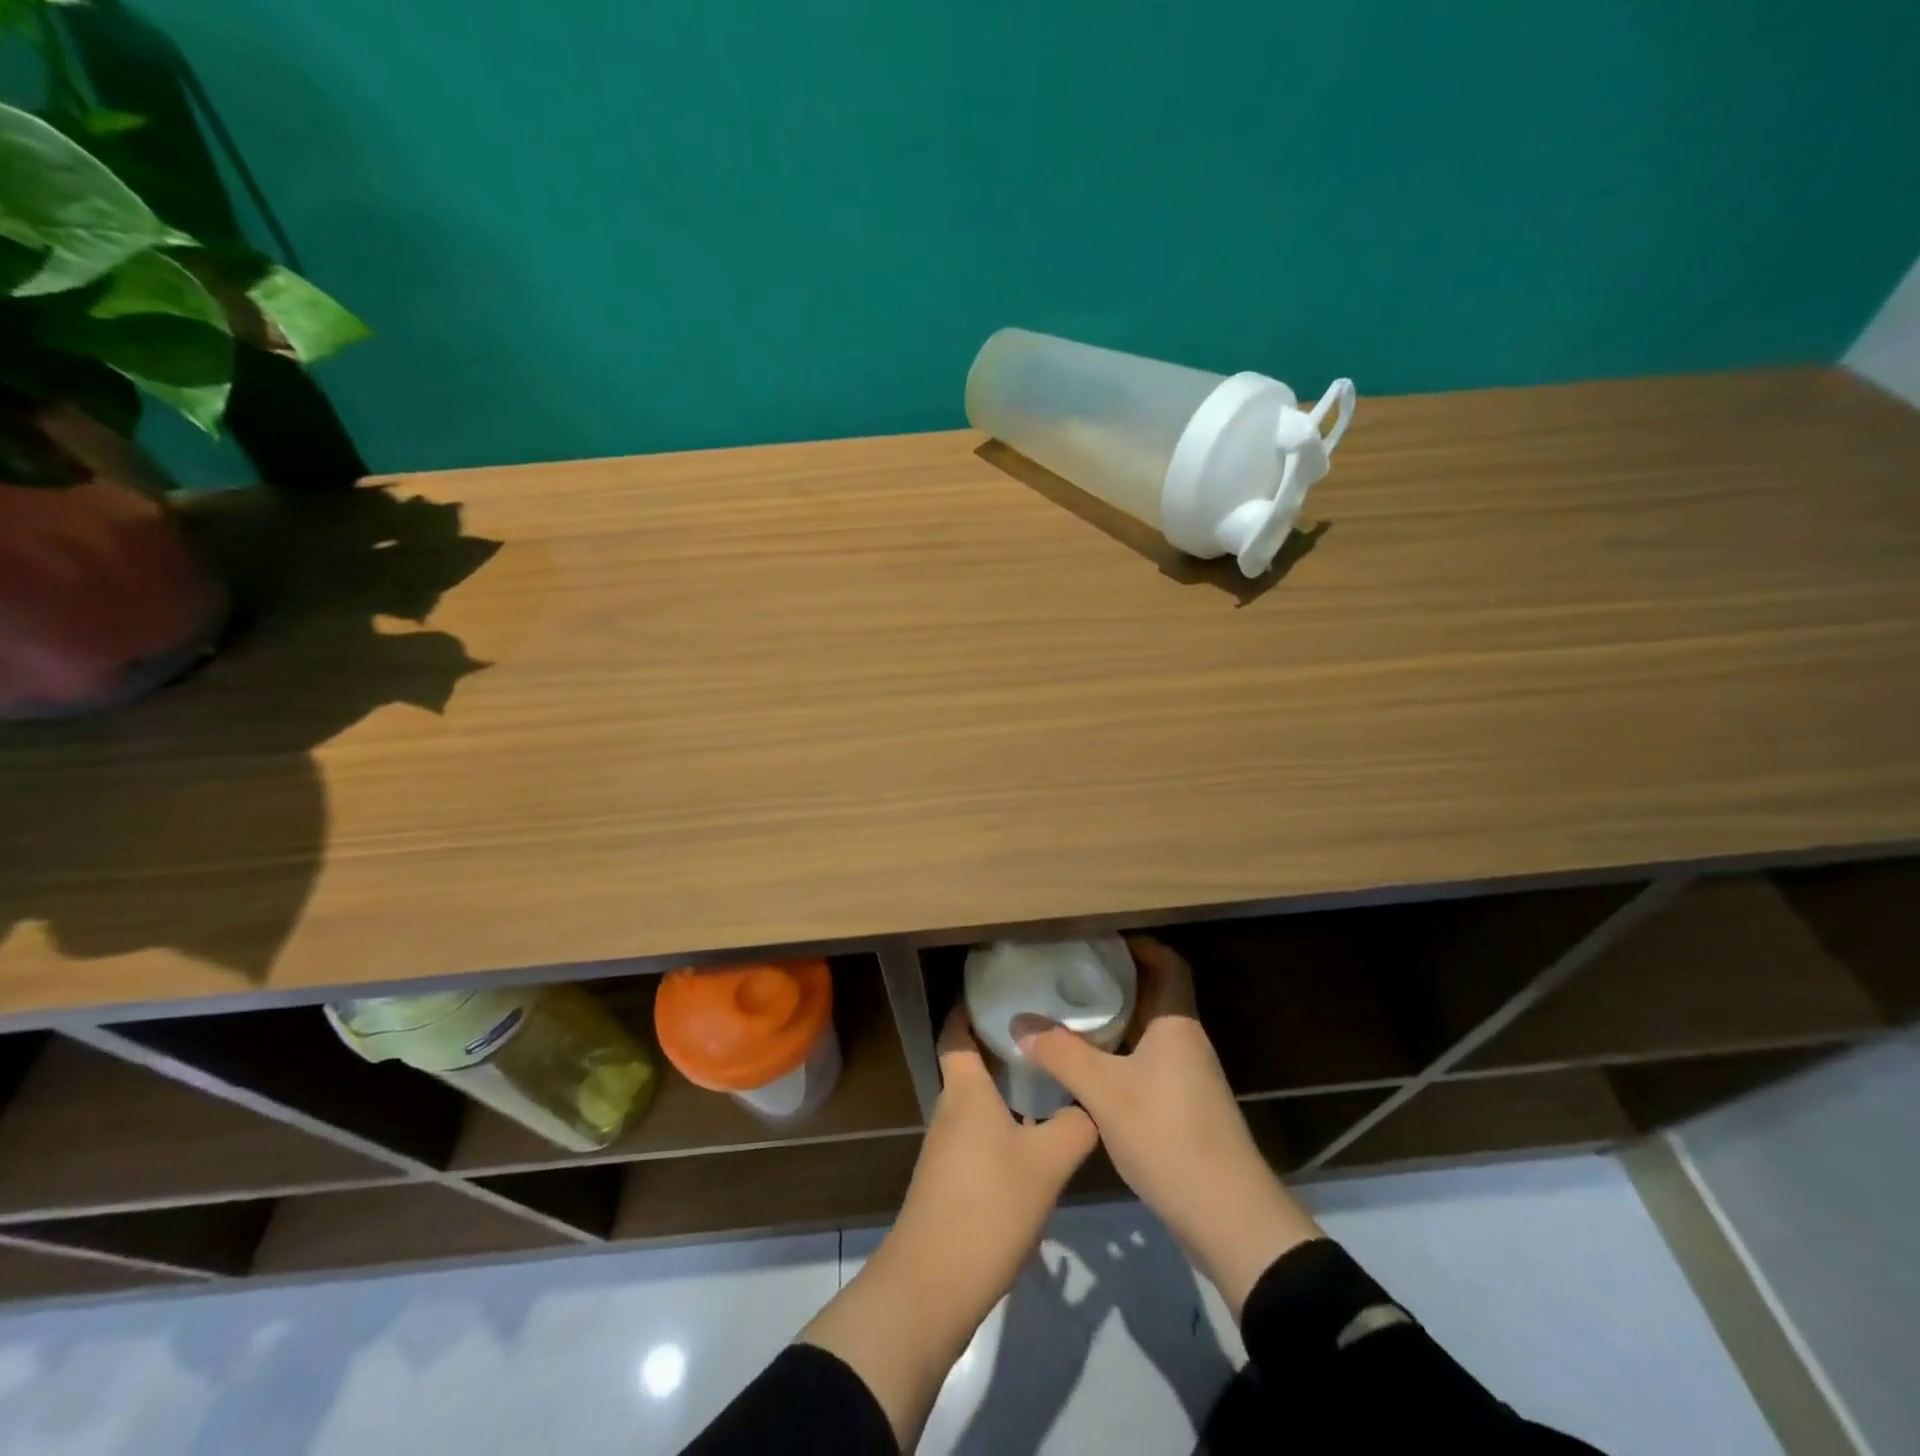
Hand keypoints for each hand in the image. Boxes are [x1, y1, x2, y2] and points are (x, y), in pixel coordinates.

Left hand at [892, 1004, 1099, 1302]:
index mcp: (965, 1089)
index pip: (956, 1032)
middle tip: (1047, 1035)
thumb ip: (1076, 1125)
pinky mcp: (952, 1179)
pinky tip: (1036, 1138)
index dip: (969, 1008)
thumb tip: (1093, 1104)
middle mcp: (951, 1109)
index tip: (999, 991)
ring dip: (1007, 1089)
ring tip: (1051, 1081)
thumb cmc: (989, 1204)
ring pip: (979, 1102)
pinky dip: (1004, 1124)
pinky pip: (980, 1134)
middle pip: (972, 1064)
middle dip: (1003, 1047)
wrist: (934, 1283)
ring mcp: (948, 1146)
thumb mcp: (1047, 1162)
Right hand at [1016, 936, 1320, 1316]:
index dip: (1138, 945)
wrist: (1228, 1217)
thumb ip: (1060, 1053)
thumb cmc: (1168, 1136)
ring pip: (1148, 1032)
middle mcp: (1186, 1041)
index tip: (1099, 940)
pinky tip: (1087, 1067)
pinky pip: (1148, 1062)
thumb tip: (1019, 1022)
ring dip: (1115, 1020)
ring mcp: (1188, 1077)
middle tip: (1070, 974)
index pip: (1167, 963)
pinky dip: (1120, 1054)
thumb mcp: (1104, 1092)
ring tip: (1069, 1014)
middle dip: (1116, 981)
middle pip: (1154, 995)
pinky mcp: (1184, 1108)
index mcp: (1176, 1023)